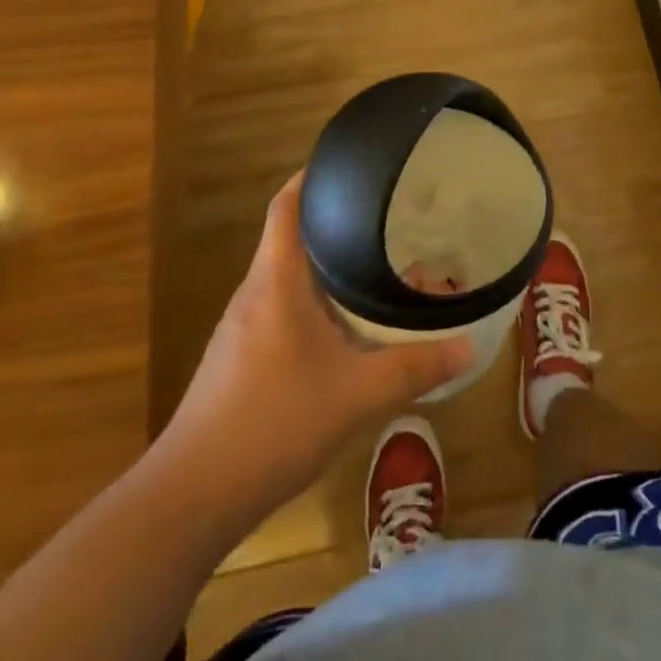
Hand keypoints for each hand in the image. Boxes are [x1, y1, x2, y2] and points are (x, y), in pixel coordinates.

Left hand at [161, 172, 472, 518]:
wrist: (192, 494)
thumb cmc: (273, 422)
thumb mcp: (356, 394)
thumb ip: (414, 368)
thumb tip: (468, 346)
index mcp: (277, 280)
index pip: (287, 204)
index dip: (313, 176)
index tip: (352, 166)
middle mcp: (255, 291)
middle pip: (291, 235)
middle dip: (334, 222)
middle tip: (384, 217)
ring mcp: (243, 326)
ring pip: (287, 276)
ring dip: (325, 266)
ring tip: (372, 265)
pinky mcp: (239, 358)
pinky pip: (281, 308)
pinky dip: (313, 301)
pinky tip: (342, 327)